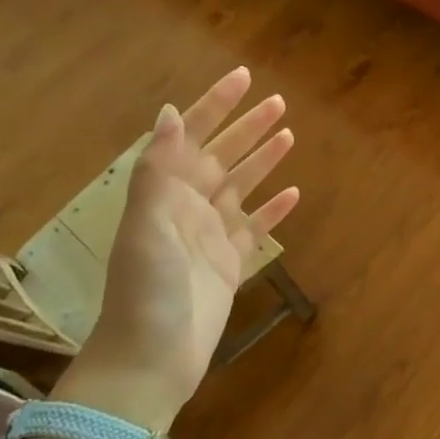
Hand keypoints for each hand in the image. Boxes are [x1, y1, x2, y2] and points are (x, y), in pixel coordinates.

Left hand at [59, 67, 298, 432]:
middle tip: (279, 102)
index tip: (244, 78)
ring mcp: (210, 236)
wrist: (150, 360)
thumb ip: (160, 171)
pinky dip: (272, 210)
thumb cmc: (147, 291)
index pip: (193, 137)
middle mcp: (188, 208)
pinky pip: (255, 228)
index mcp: (165, 194)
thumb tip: (172, 112)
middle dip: (248, 127)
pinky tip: (293, 195)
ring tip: (289, 136)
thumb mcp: (148, 227)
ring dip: (263, 161)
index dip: (216, 106)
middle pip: (222, 157)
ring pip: (241, 187)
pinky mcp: (230, 264)